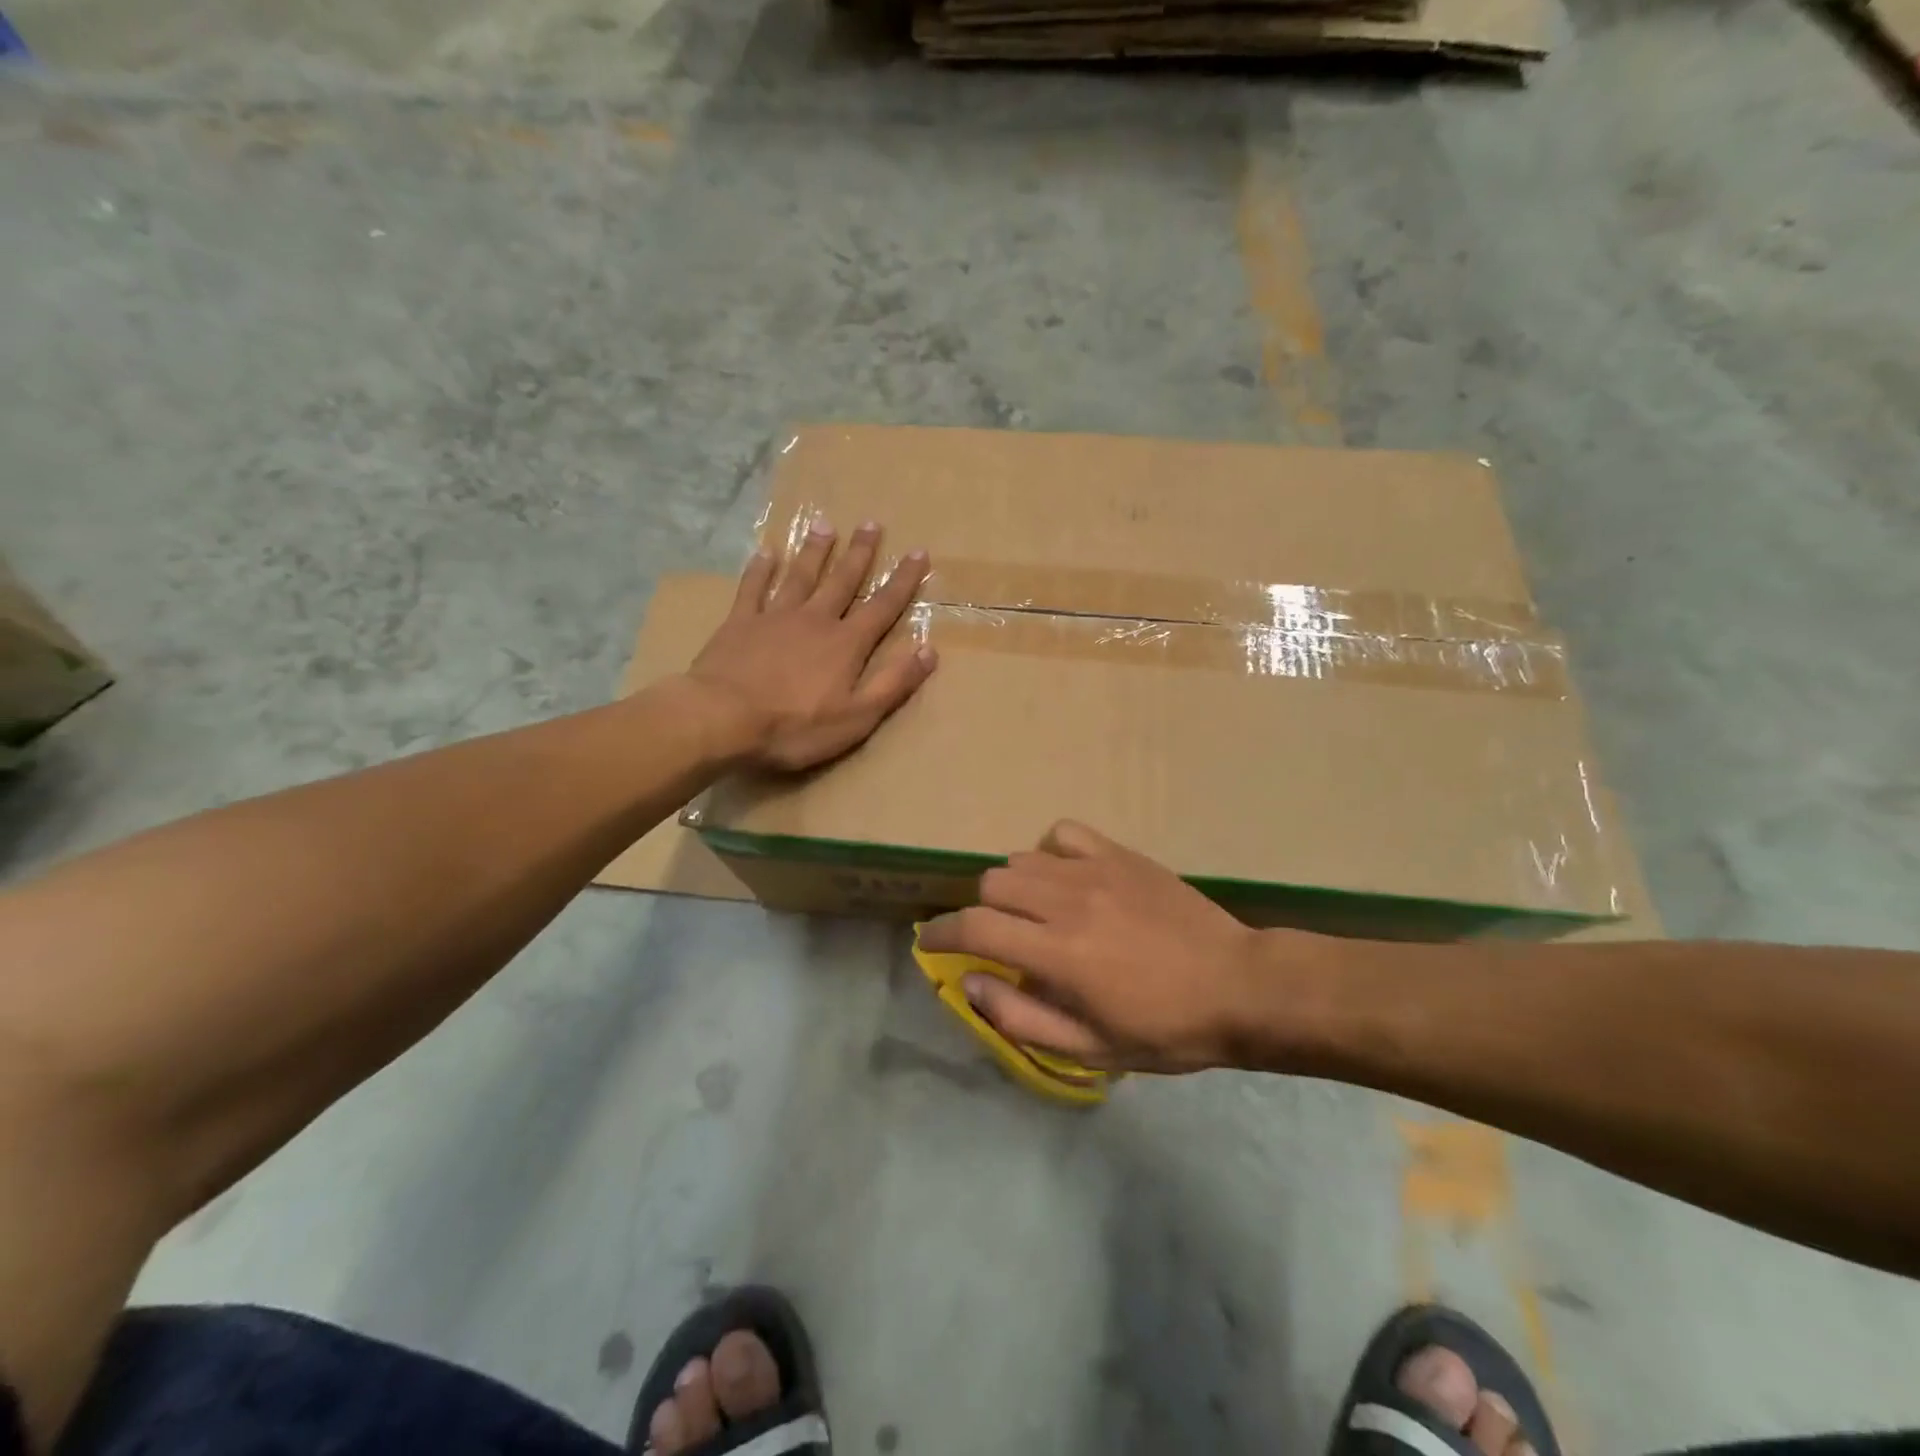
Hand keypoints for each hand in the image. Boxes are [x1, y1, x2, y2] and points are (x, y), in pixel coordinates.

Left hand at [687, 519, 935, 771]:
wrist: (723, 719)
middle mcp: (815, 620)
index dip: (903, 581)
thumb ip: (893, 683)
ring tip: (825, 525)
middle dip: (860, 553)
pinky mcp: (740, 623)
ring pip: (800, 576)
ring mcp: (775, 617)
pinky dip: (760, 569)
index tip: (918, 553)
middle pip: (842, 580)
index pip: (883, 606)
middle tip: (871, 523)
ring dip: (815, 551)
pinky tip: (765, 552)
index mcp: (846, 644)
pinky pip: (753, 588)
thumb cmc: (795, 726)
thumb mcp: (858, 717)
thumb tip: (929, 650)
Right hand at [919, 821, 1273, 1072]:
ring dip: (1014, 887)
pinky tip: (1065, 877)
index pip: (975, 927)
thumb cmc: (1165, 1029)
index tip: (931, 942)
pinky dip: (1050, 853)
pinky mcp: (1121, 855)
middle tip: (999, 939)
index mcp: (1058, 954)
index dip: (942, 932)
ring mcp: (1096, 871)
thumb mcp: (1091, 1049)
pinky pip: (1064, 834)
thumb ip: (1021, 1018)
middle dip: (981, 913)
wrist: (1239, 986)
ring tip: (1034, 912)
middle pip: (992, 884)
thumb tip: (971, 983)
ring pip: (1022, 858)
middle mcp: (1068, 902)